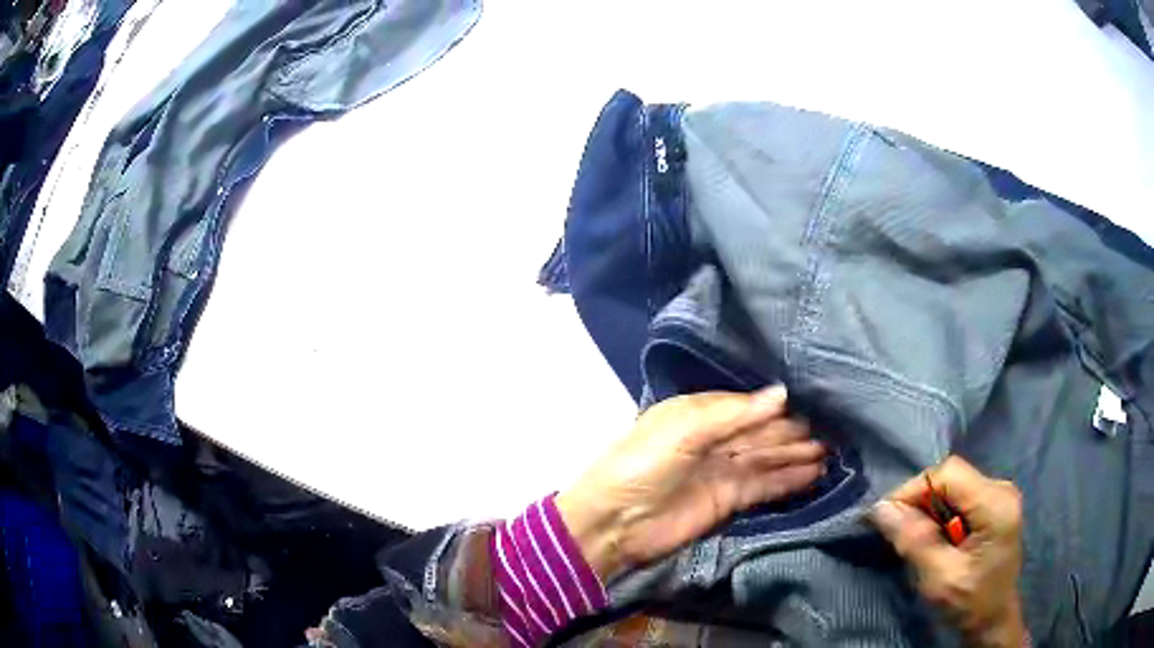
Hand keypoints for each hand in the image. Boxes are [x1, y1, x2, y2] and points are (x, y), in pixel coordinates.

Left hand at [556, 387, 826, 581]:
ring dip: (797, 456)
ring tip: (831, 453)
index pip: (748, 407)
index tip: (815, 405)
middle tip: (833, 432)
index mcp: (699, 414)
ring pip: (768, 459)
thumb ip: (733, 414)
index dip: (779, 408)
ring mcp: (723, 471)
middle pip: (762, 433)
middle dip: (794, 433)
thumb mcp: (683, 430)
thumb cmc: (642, 466)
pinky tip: (813, 475)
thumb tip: (782, 394)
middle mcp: (714, 439)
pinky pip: (764, 486)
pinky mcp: (729, 501)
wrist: (615, 524)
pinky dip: (788, 481)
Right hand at [871, 456, 1025, 646]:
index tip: (886, 517)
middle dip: (920, 500)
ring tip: (914, 537)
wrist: (993, 618)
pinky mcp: (995, 503)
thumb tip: (880, 509)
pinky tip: (935, 536)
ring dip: (929, 508)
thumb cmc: (969, 603)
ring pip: (954, 485)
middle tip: (897, 531)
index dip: (914, 489)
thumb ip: (914, 541)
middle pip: (952, 476)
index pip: (949, 474)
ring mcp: (1001, 494)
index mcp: (996, 504)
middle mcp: (1002, 488)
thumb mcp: (939, 578)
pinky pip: (961, 495)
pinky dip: (941, 512)